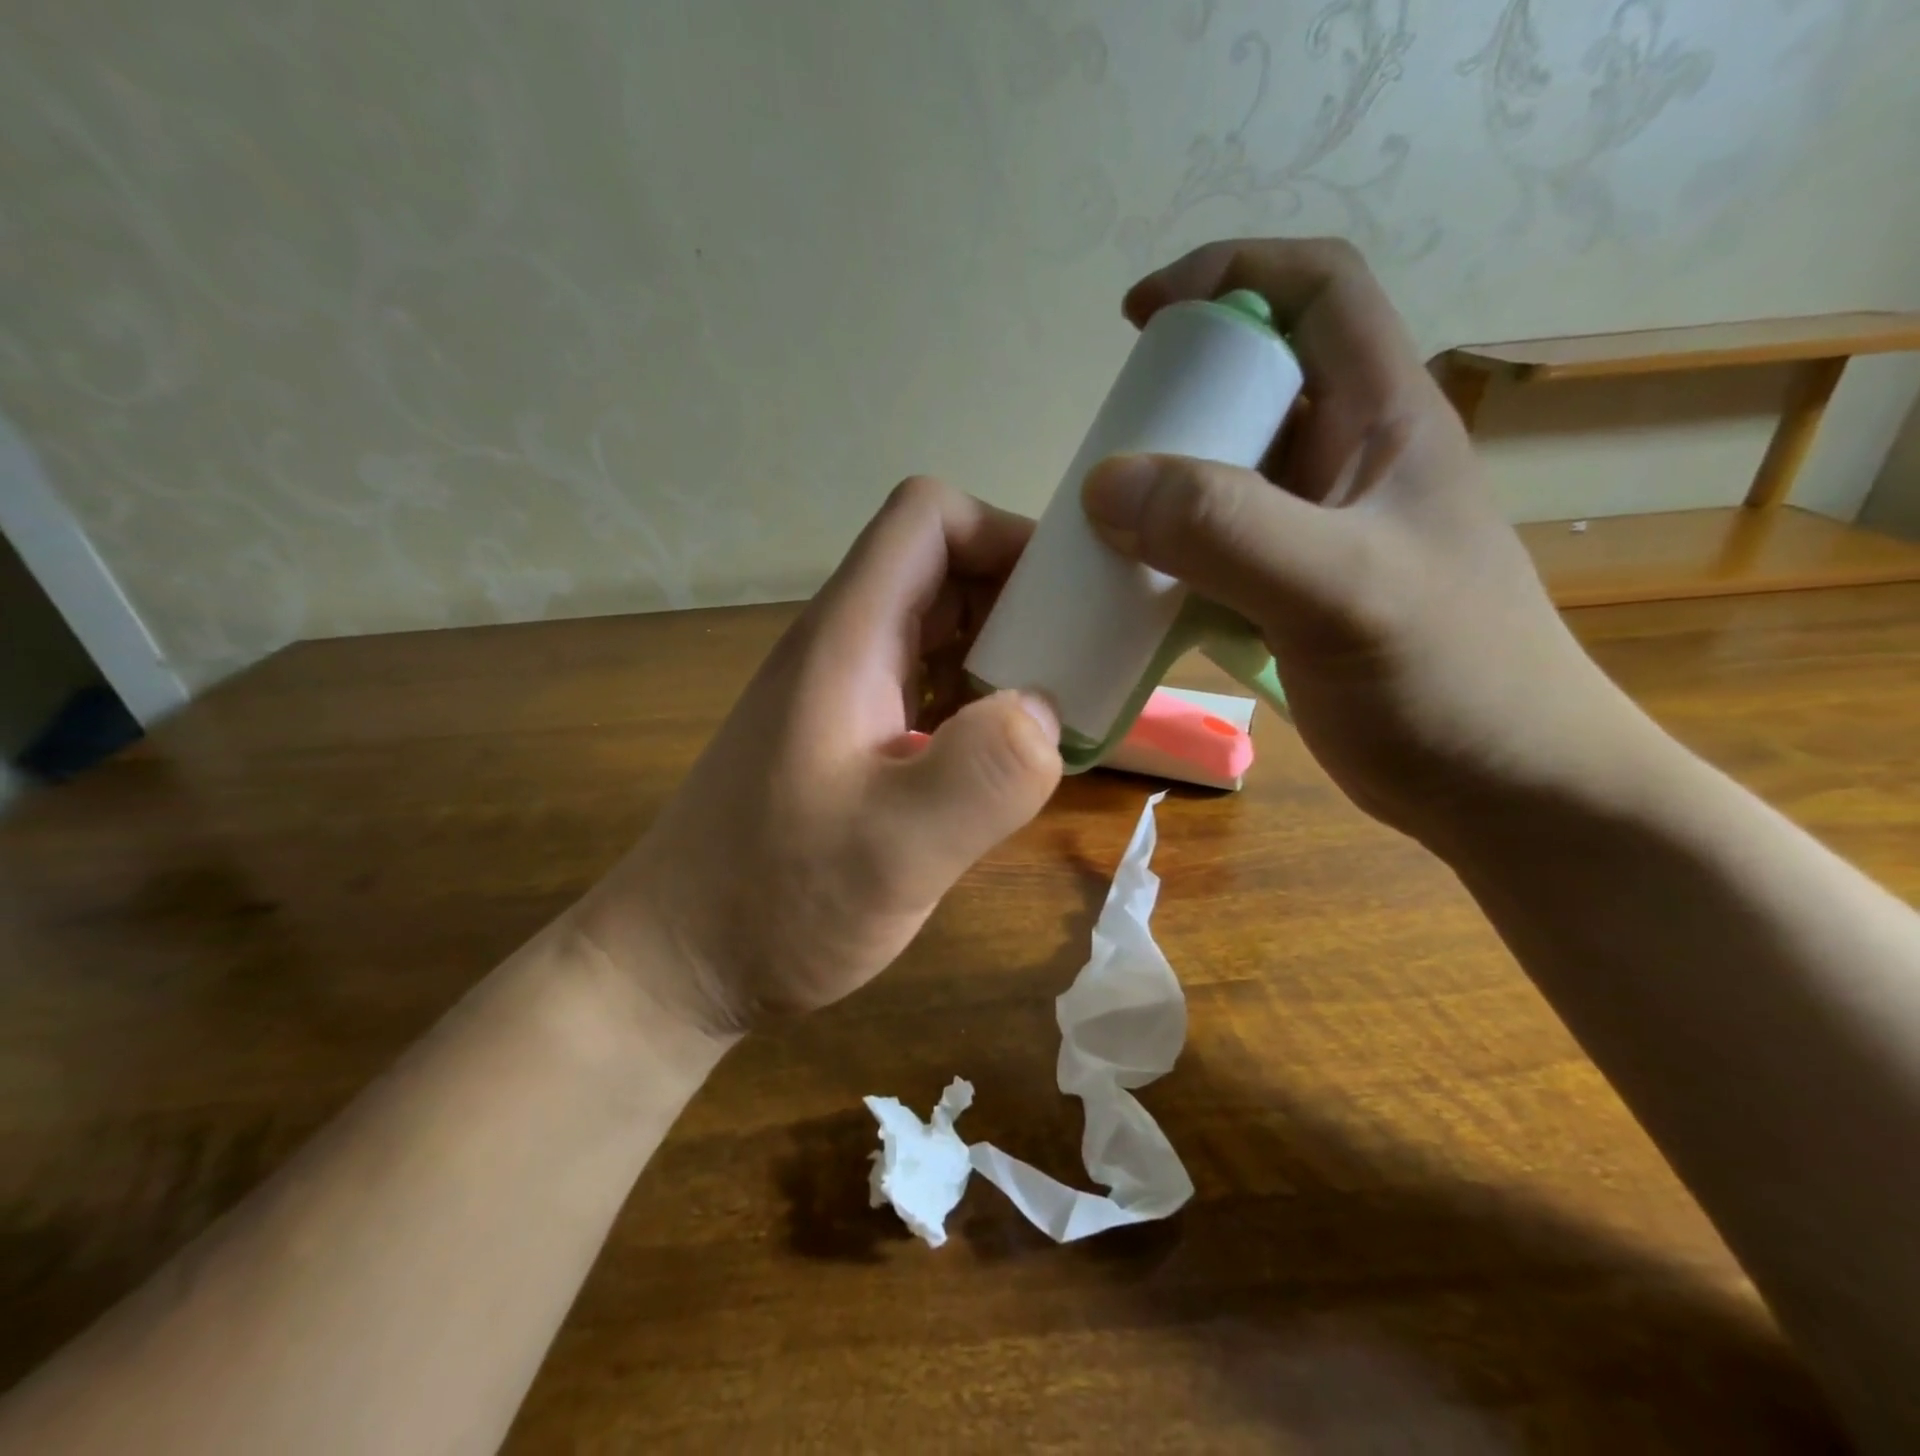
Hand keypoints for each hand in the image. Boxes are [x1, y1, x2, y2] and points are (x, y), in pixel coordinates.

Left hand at [575, 478, 1062, 1039]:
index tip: (1067, 598)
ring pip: (941, 633)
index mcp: (848, 640)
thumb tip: (1048, 709)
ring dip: (1006, 657)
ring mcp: (845, 697)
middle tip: (1084, 665)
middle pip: (943, 571)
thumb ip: (980, 778)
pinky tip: (1006, 763)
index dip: (1004, 535)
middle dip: (1022, 600)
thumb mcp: (890, 852)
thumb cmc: (772, 903)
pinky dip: (980, 706)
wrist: (680, 962)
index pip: (928, 519)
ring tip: (1062, 715)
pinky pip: (930, 692)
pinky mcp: (851, 742)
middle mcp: (845, 650)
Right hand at [1081, 237, 1653, 846]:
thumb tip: (1107, 483)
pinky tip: (1130, 589)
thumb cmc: (1449, 681)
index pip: (1314, 292)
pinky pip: (1215, 552)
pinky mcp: (1293, 595)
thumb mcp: (1341, 590)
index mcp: (1385, 422)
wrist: (1503, 790)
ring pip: (1225, 477)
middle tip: (1107, 454)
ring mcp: (1319, 534)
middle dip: (1172, 403)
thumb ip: (1228, 529)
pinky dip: (1167, 558)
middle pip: (1252, 388)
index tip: (1139, 318)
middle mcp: (1349, 464)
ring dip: (1161, 489)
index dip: (1227, 275)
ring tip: (1102, 524)